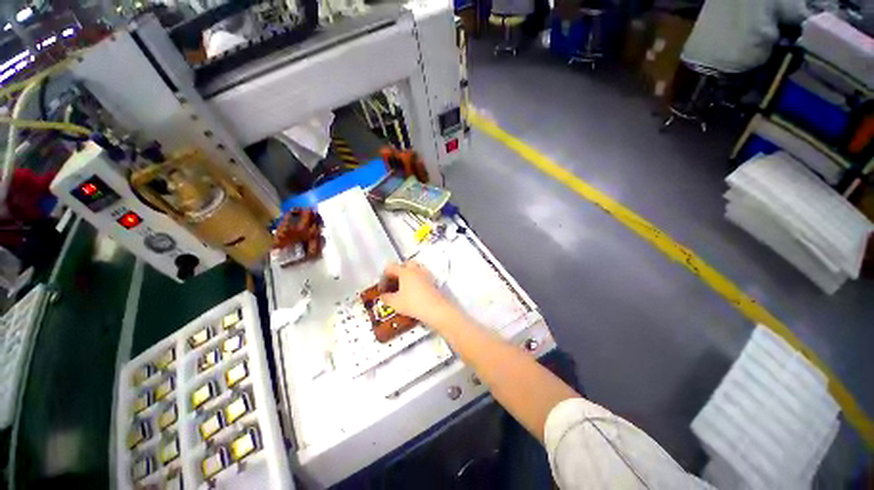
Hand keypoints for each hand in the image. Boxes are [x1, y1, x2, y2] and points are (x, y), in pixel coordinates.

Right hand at [380, 261, 452, 325]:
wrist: (435, 309)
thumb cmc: (413, 304)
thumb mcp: (395, 303)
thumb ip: (386, 298)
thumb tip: (382, 296)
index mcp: (405, 271)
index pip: (390, 268)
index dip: (383, 277)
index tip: (382, 288)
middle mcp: (415, 269)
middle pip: (404, 264)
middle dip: (397, 272)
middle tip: (393, 283)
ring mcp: (425, 274)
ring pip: (414, 269)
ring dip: (407, 275)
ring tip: (403, 287)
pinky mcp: (432, 280)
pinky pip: (421, 275)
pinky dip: (416, 279)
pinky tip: (413, 290)